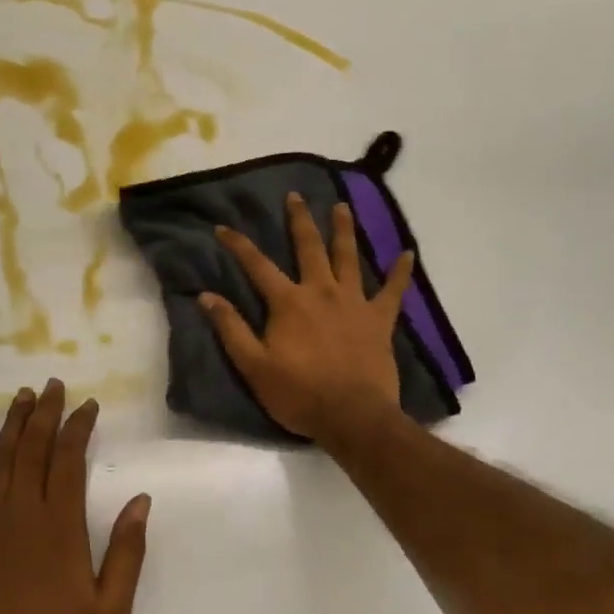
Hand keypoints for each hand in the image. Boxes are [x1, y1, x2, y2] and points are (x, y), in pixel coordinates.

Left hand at [0, 380, 150, 613]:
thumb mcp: (111, 609)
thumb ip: (127, 551)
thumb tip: (141, 500)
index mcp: (60, 524)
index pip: (69, 459)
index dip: (78, 427)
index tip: (87, 405)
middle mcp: (22, 512)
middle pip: (33, 448)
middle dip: (45, 413)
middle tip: (52, 386)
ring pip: (0, 460)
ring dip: (12, 425)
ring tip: (22, 398)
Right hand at [198, 193, 413, 444]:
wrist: (353, 417)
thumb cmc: (299, 394)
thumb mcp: (253, 365)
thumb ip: (231, 328)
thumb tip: (206, 296)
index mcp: (289, 302)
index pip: (257, 265)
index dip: (238, 244)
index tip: (222, 226)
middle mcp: (321, 292)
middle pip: (309, 248)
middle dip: (299, 220)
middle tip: (295, 196)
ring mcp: (354, 303)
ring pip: (349, 257)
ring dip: (344, 230)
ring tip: (342, 206)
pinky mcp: (380, 320)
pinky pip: (393, 291)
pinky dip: (400, 272)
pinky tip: (408, 253)